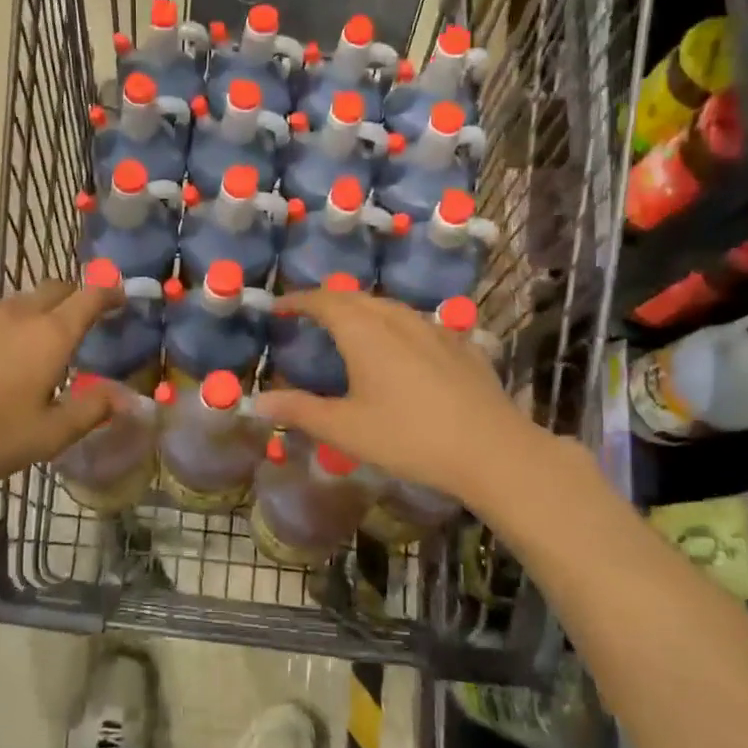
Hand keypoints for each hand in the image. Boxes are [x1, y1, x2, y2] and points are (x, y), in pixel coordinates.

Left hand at [0, 279, 120, 490]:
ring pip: (19, 302)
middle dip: (75, 296)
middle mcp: (17, 315)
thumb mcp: (49, 434)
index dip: (110, 293)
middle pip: (54, 288)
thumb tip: (126, 397)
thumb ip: (92, 410)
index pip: (89, 297)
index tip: (121, 297)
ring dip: (38, 312)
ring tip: (38, 345)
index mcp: (50, 335)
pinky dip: (5, 328)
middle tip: (82, 321)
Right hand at [250, 289, 586, 508]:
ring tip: (349, 330)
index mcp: (364, 331)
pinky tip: (398, 350)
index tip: (279, 307)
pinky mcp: (459, 344)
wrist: (491, 449)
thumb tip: (255, 401)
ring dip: (361, 311)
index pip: (323, 301)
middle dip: (327, 302)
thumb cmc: (409, 437)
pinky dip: (393, 326)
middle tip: (308, 318)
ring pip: (388, 307)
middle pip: (356, 297)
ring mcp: (433, 328)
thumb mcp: (345, 429)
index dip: (297, 300)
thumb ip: (299, 410)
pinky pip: (415, 323)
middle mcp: (397, 318)